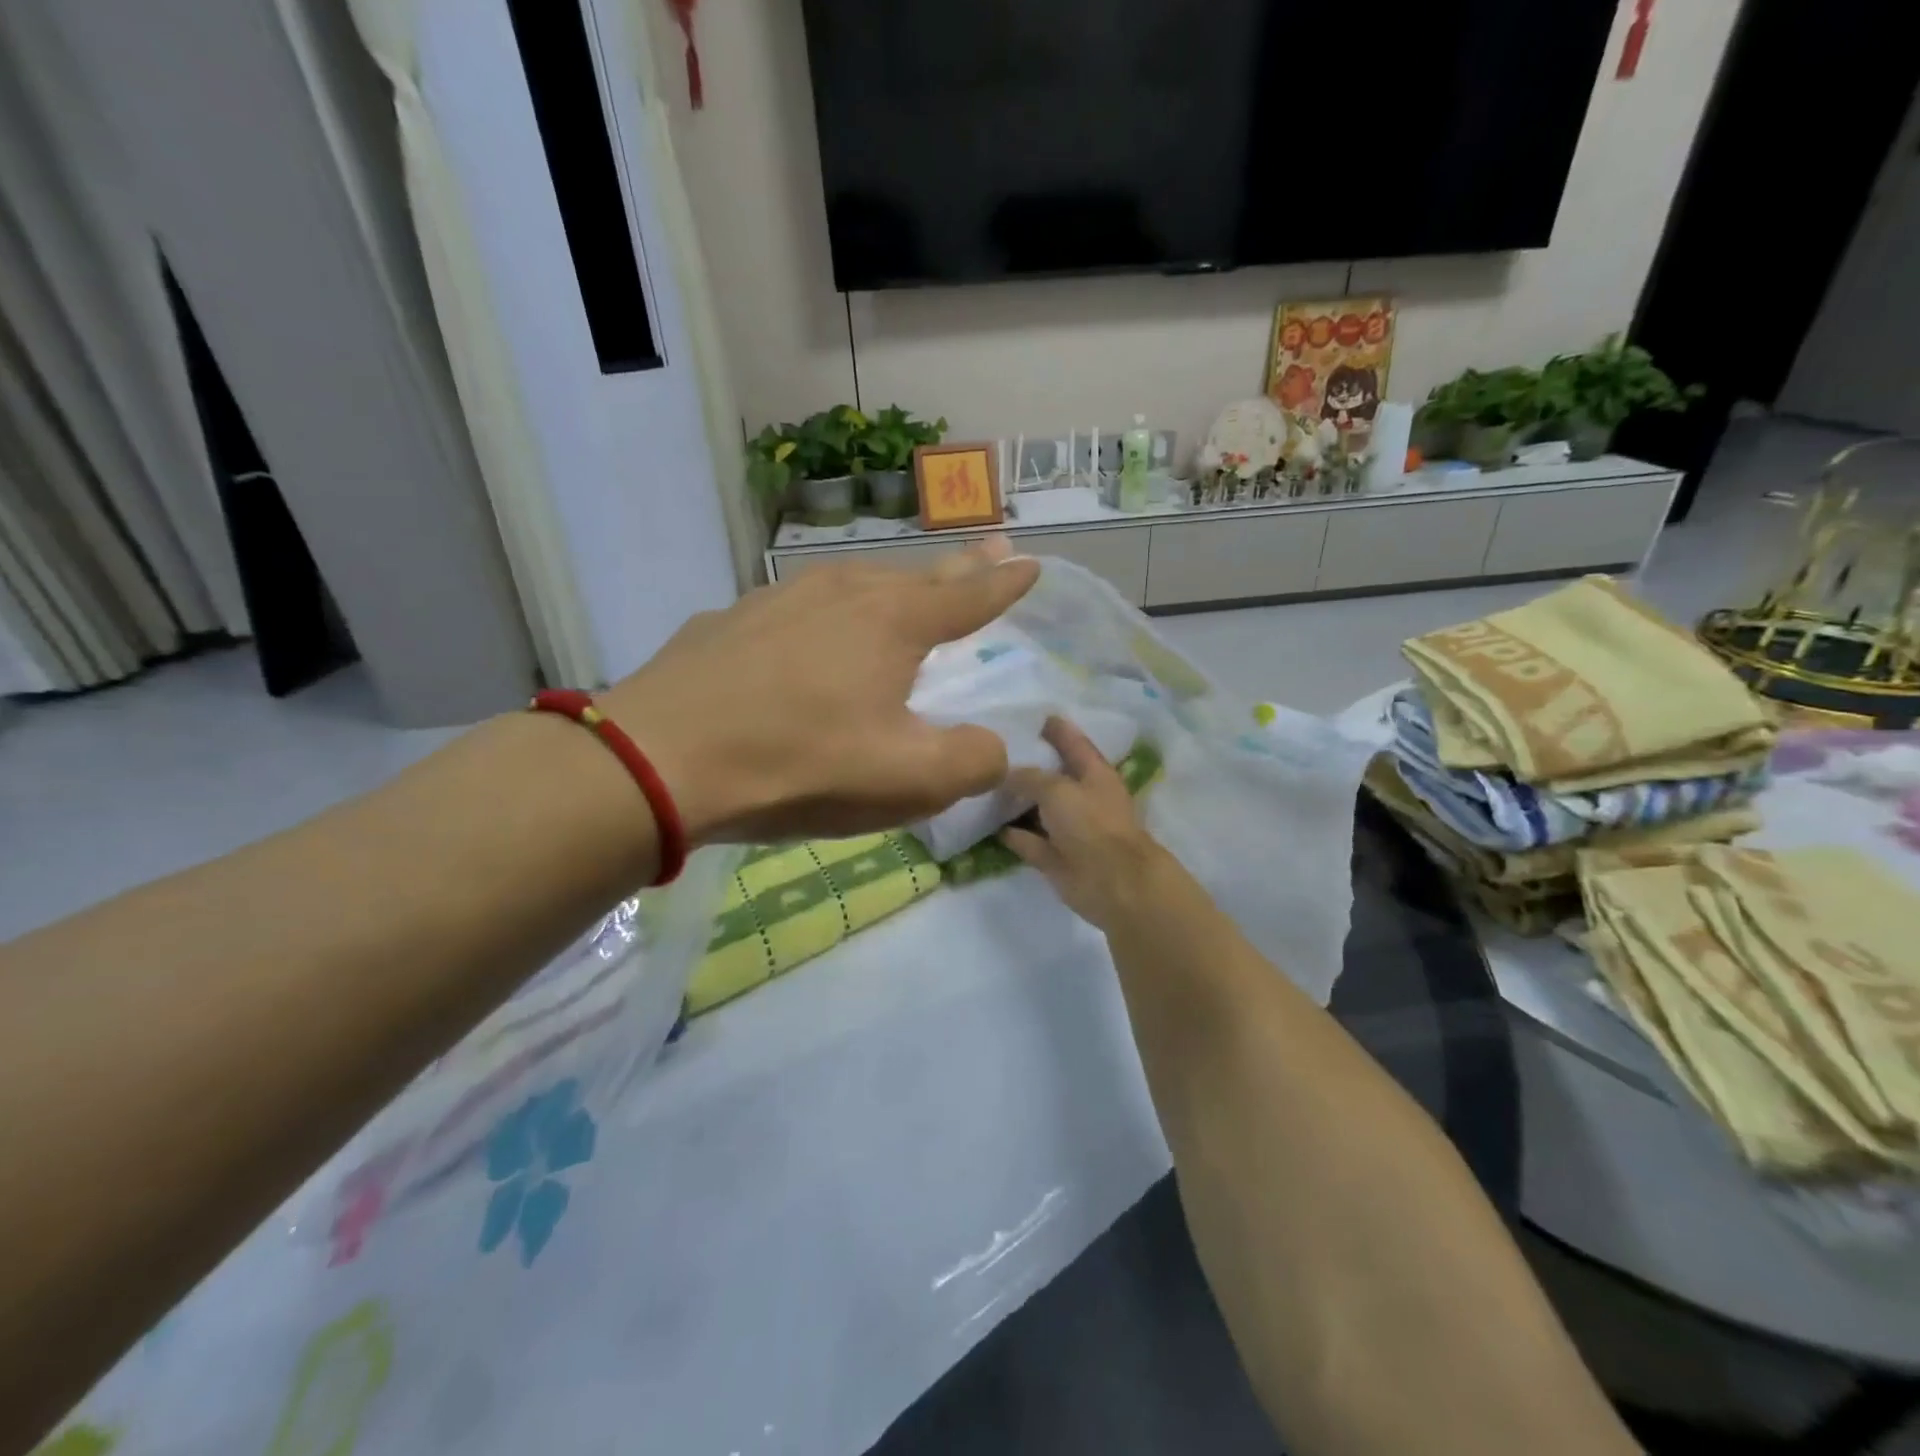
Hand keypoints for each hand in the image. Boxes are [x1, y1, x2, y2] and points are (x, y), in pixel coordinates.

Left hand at [602, 544, 1038, 844]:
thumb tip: (991, 748)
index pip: (968, 597)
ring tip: (904, 594)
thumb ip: (971, 763)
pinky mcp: (731, 621)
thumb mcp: (907, 780)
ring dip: (889, 588)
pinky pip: (798, 611)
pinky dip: (823, 617)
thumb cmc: (800, 763)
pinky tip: (809, 636)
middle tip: (988, 548)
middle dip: (958, 569)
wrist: (662, 758)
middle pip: (915, 578)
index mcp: (893, 623)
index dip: (1004, 584)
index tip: (1029, 563)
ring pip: (853, 585)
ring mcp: (779, 600)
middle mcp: (842, 593)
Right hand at [1002, 717, 1177, 929]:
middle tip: (994, 751)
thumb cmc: (1091, 824)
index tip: (1035, 715)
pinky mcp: (1056, 857)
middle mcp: (1082, 798)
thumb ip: (1029, 777)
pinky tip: (990, 826)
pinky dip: (1013, 835)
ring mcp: (1069, 830)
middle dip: (1029, 765)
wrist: (1112, 882)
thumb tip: (1006, 774)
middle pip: (1052, 776)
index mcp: (1094, 773)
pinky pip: (1029, 841)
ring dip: (1016, 802)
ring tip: (984, 786)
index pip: (1073, 743)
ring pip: (1039, 810)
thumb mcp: (1057, 789)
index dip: (1057, 729)